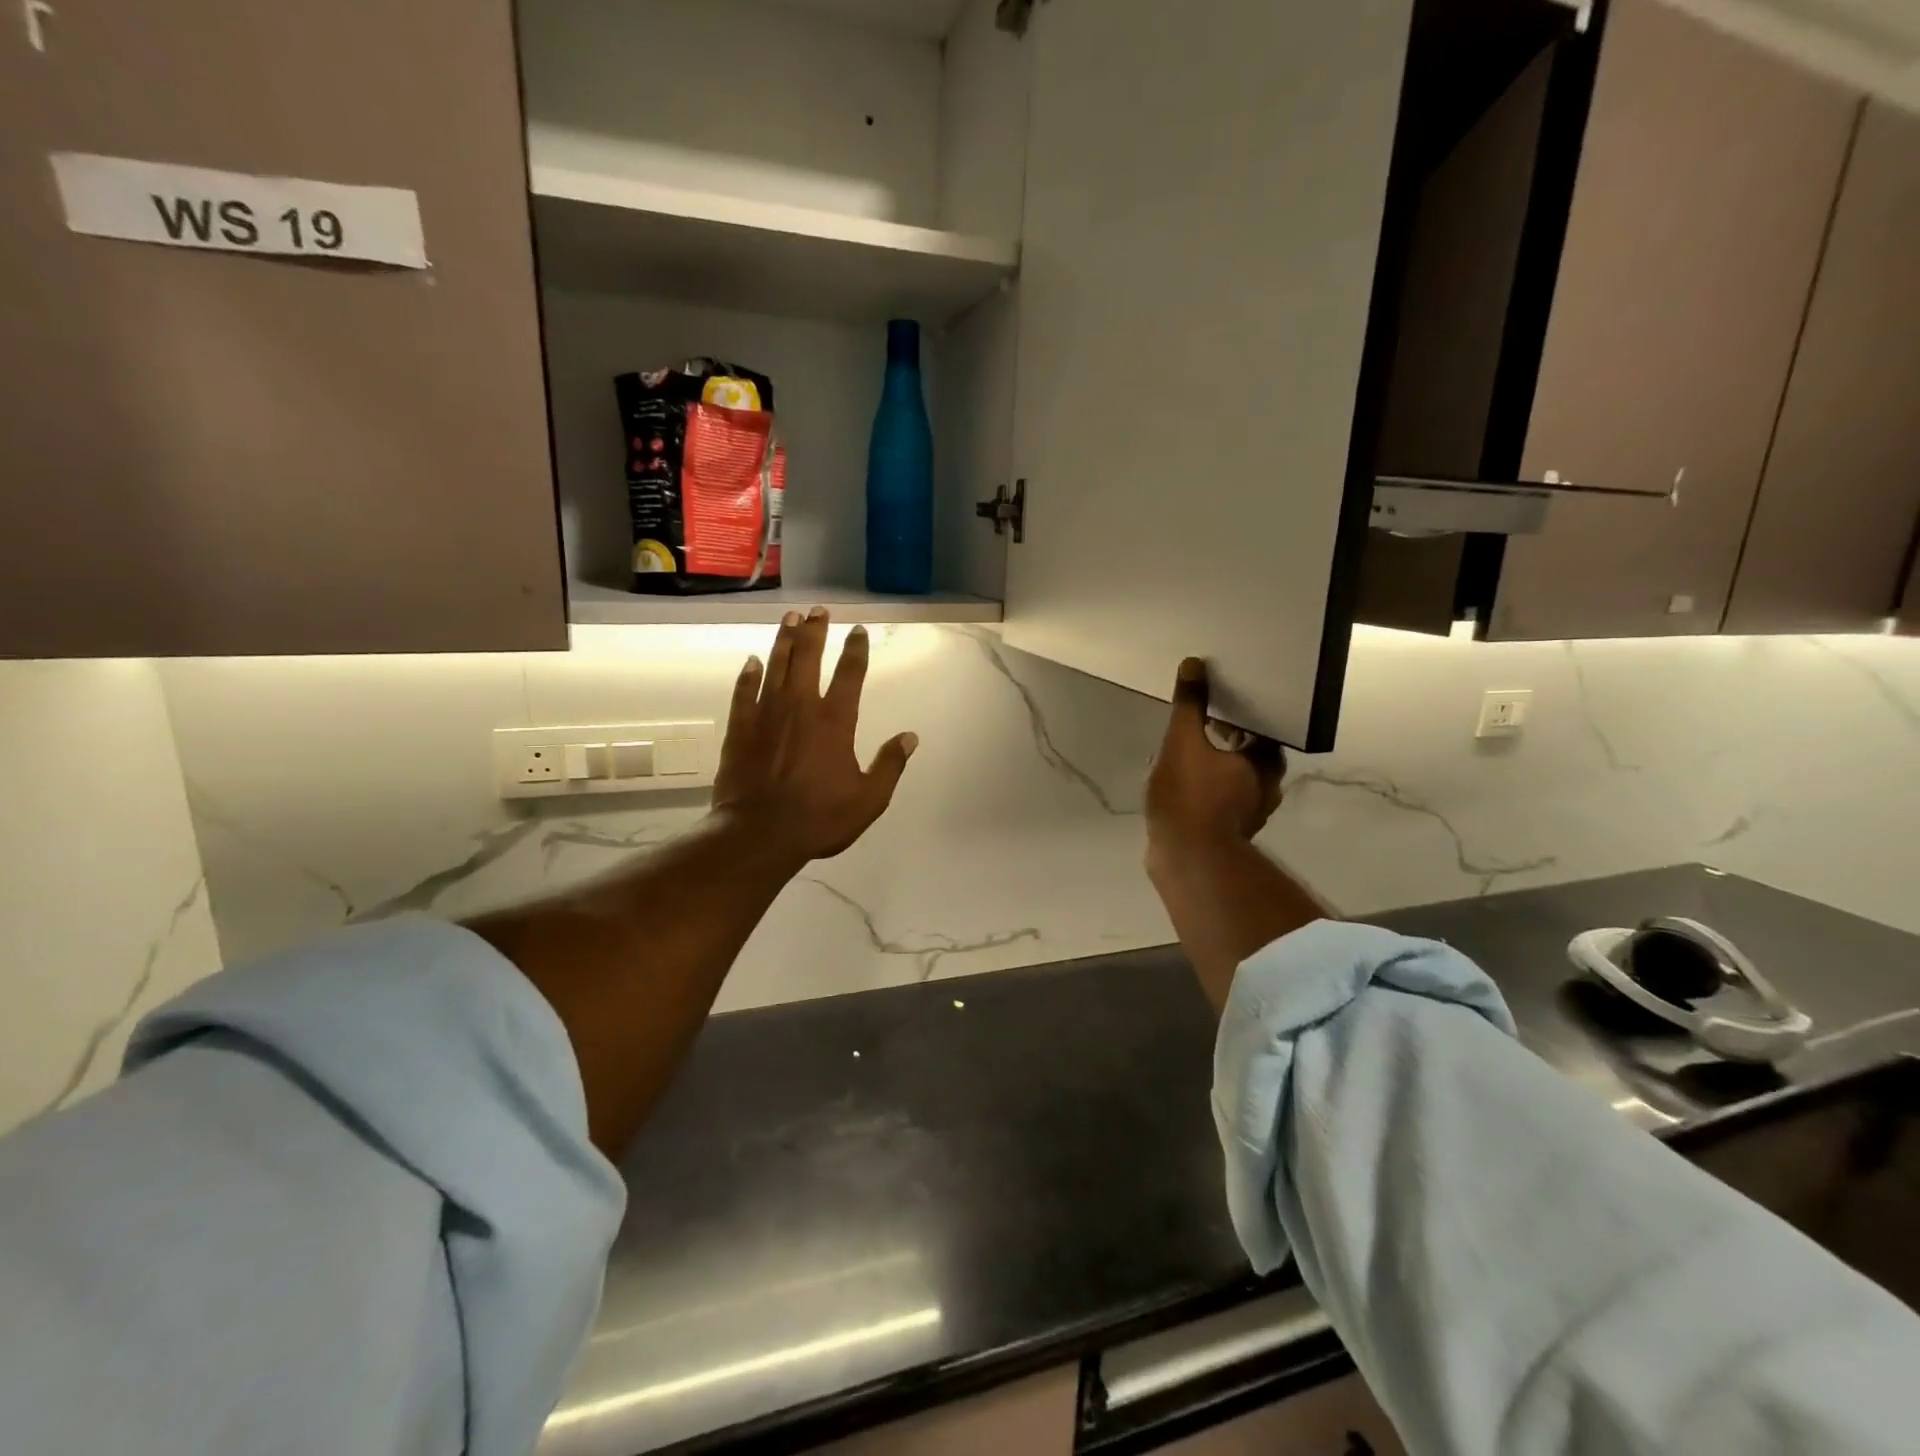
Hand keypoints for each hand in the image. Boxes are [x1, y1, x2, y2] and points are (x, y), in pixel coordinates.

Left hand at [712, 608, 917, 862]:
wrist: (759, 832)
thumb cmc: (819, 818)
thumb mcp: (868, 799)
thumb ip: (890, 765)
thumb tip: (910, 736)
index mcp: (835, 721)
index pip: (850, 674)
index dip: (855, 649)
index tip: (858, 630)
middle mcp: (801, 706)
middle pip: (808, 657)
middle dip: (815, 630)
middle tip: (818, 610)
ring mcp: (766, 713)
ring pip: (776, 665)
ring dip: (784, 640)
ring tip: (790, 618)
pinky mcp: (740, 727)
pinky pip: (744, 691)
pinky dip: (748, 674)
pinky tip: (751, 661)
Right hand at [1145, 658, 1284, 850]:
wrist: (1185, 858)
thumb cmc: (1190, 796)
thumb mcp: (1183, 742)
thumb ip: (1189, 705)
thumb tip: (1194, 664)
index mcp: (1264, 763)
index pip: (1264, 729)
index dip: (1245, 715)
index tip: (1223, 703)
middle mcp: (1265, 788)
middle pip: (1251, 754)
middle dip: (1228, 738)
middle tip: (1202, 723)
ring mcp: (1248, 814)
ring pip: (1235, 778)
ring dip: (1217, 764)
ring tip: (1186, 752)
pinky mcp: (1227, 832)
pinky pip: (1221, 800)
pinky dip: (1207, 788)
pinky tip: (1182, 783)